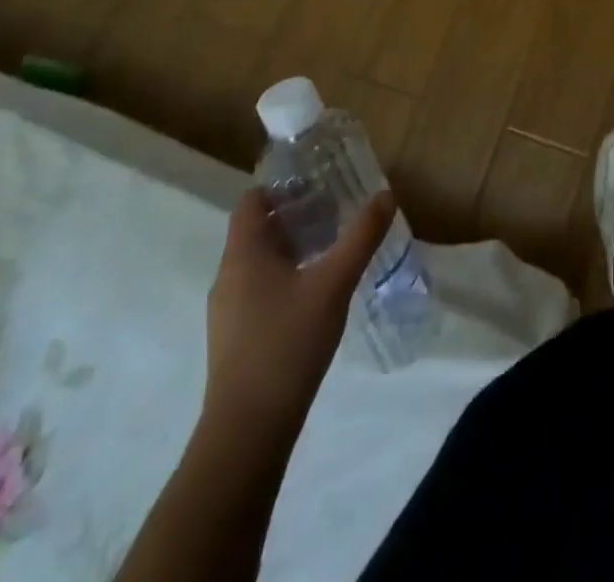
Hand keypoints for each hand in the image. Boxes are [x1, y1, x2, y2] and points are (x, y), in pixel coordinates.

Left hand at [203, 188, 394, 435]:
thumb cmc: (287, 344)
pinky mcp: (236, 336)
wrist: (248, 431)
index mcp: (244, 254)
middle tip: (337, 209)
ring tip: (332, 245)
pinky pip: (260, 287)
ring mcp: (229, 309)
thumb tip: (385, 195)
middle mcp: (229, 275)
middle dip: (296, 214)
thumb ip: (361, 237)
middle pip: (258, 228)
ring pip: (260, 260)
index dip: (282, 185)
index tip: (318, 181)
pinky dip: (286, 275)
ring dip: (293, 246)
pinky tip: (317, 290)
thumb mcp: (334, 284)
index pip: (253, 200)